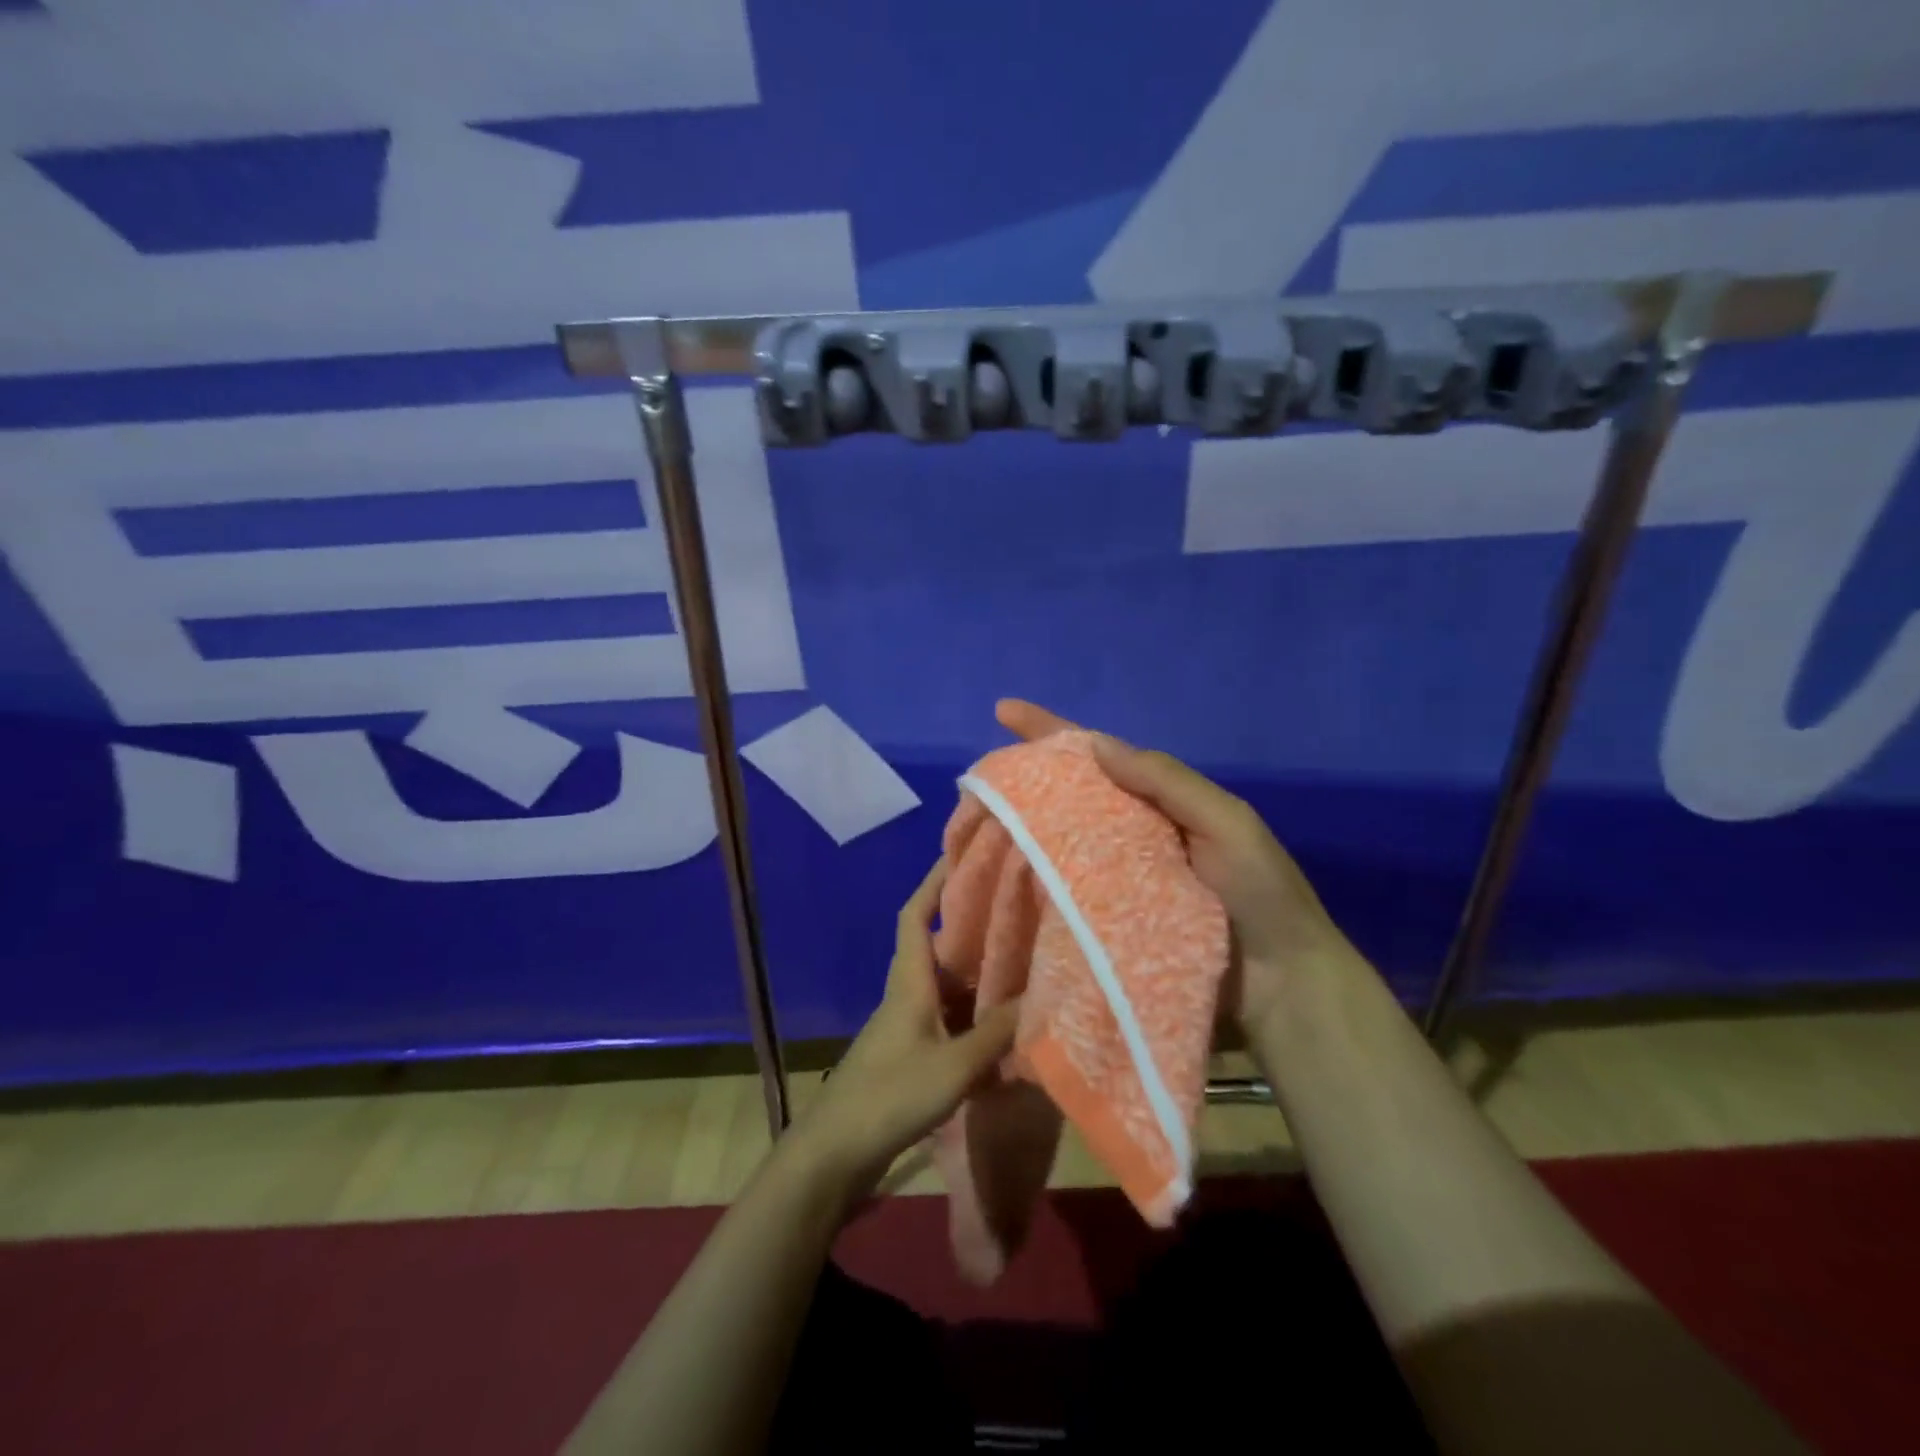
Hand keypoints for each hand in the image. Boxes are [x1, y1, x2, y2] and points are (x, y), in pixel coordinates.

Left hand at [787, 859, 1019, 1197]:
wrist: (835, 1153)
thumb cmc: (891, 1096)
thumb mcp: (953, 1065)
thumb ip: (996, 1032)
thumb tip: (1041, 997)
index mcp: (909, 981)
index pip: (915, 915)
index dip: (934, 882)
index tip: (959, 855)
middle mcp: (906, 994)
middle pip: (938, 947)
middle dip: (972, 927)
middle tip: (1013, 912)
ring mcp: (907, 1026)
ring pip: (947, 987)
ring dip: (977, 975)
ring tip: (1020, 964)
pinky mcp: (910, 1055)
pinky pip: (949, 1021)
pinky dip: (974, 1017)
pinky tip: (1002, 1029)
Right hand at [996, 699, 1362, 1036]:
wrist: (1282, 984)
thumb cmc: (1260, 894)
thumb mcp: (1225, 821)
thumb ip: (1166, 781)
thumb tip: (1097, 745)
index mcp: (1158, 801)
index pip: (1098, 754)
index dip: (1051, 730)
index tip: (1004, 710)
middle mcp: (1129, 832)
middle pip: (1069, 794)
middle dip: (1025, 777)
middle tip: (976, 780)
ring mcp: (1115, 878)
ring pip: (1058, 842)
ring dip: (1019, 829)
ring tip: (973, 823)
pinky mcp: (1106, 921)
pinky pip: (1063, 892)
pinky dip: (1033, 880)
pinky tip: (998, 878)